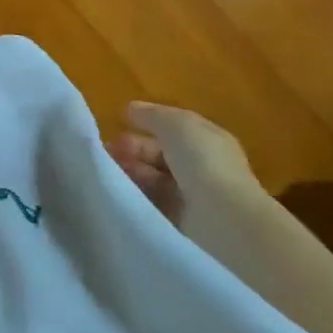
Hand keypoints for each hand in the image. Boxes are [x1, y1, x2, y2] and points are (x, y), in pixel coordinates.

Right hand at [107, 102, 259, 227]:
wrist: (223, 219)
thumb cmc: (203, 162)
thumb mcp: (176, 124)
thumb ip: (152, 115)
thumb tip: (131, 109)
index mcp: (208, 140)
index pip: (174, 128)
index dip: (148, 123)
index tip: (120, 123)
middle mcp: (203, 167)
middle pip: (161, 154)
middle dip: (134, 149)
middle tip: (108, 150)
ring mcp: (194, 197)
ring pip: (154, 179)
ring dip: (132, 172)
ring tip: (109, 170)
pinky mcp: (183, 224)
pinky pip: (154, 204)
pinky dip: (137, 196)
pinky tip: (121, 191)